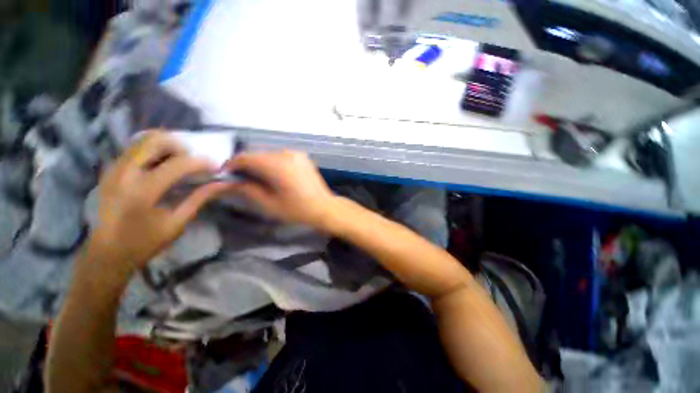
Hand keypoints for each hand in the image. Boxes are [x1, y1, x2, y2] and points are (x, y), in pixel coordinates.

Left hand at [90, 131, 229, 275]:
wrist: (106, 252)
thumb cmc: (145, 242)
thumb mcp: (177, 223)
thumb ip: (199, 198)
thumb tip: (222, 184)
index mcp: (143, 191)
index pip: (177, 164)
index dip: (201, 162)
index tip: (217, 166)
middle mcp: (125, 174)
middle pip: (155, 141)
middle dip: (180, 146)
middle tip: (194, 160)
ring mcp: (114, 169)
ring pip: (143, 140)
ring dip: (166, 146)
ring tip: (179, 161)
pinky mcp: (110, 170)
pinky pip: (135, 149)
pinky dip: (153, 151)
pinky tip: (162, 165)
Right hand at [226, 150, 335, 226]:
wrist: (324, 207)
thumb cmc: (297, 210)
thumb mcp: (269, 203)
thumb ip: (246, 189)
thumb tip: (226, 182)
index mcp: (278, 165)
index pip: (245, 157)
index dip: (231, 165)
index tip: (226, 176)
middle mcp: (286, 154)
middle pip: (256, 154)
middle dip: (245, 166)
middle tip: (241, 181)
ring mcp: (296, 153)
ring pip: (268, 154)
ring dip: (259, 164)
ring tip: (257, 180)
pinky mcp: (301, 156)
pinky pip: (280, 156)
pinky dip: (272, 163)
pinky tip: (273, 176)